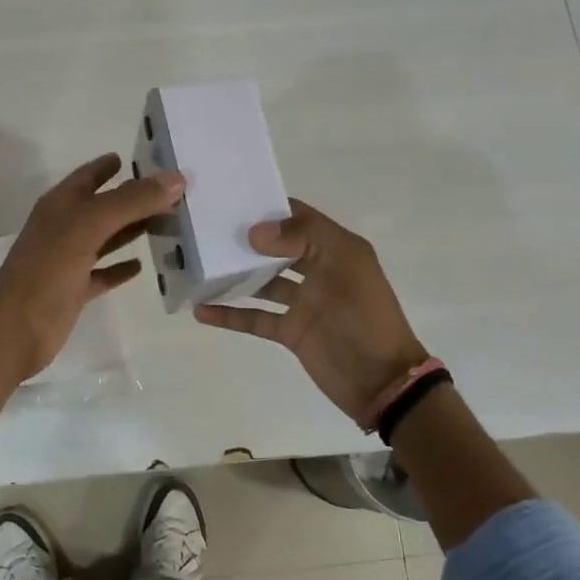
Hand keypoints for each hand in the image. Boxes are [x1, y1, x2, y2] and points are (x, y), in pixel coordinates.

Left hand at [0, 152, 185, 384]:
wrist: (15, 331)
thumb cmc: (47, 272)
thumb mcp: (88, 227)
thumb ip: (130, 201)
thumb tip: (176, 178)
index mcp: (59, 206)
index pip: (88, 176)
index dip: (111, 165)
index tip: (147, 157)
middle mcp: (63, 228)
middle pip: (103, 206)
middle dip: (134, 197)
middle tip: (174, 192)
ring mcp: (67, 260)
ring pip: (106, 238)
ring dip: (132, 229)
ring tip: (169, 221)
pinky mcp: (74, 290)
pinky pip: (103, 273)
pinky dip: (121, 267)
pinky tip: (142, 265)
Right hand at [195, 199, 426, 422]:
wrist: (381, 380)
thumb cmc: (365, 315)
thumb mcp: (343, 265)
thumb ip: (301, 239)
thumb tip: (254, 231)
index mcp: (336, 249)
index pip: (299, 217)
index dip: (270, 207)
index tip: (232, 200)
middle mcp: (318, 270)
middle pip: (276, 248)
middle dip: (246, 240)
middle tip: (207, 231)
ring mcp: (303, 302)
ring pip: (262, 282)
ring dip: (235, 276)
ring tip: (199, 266)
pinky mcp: (290, 331)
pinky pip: (255, 318)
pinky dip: (230, 315)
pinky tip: (202, 310)